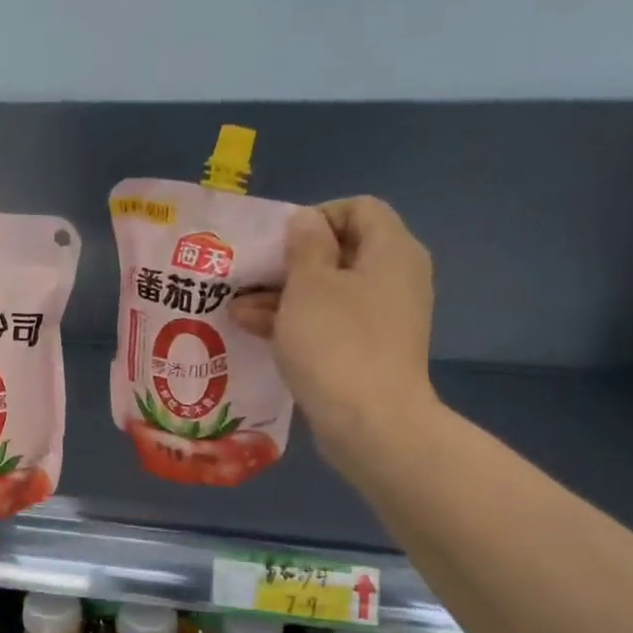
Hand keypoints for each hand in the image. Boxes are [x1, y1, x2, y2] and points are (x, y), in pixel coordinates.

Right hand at [232, 197, 439, 477]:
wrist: (370, 423)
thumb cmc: (336, 342)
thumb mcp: (309, 284)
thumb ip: (304, 245)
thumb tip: (307, 222)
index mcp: (391, 251)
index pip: (359, 208)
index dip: (316, 216)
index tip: (279, 241)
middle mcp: (395, 278)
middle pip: (341, 251)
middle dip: (290, 261)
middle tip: (250, 274)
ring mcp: (384, 318)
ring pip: (330, 291)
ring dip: (283, 295)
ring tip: (237, 307)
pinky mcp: (369, 351)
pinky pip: (331, 324)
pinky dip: (297, 322)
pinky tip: (254, 330)